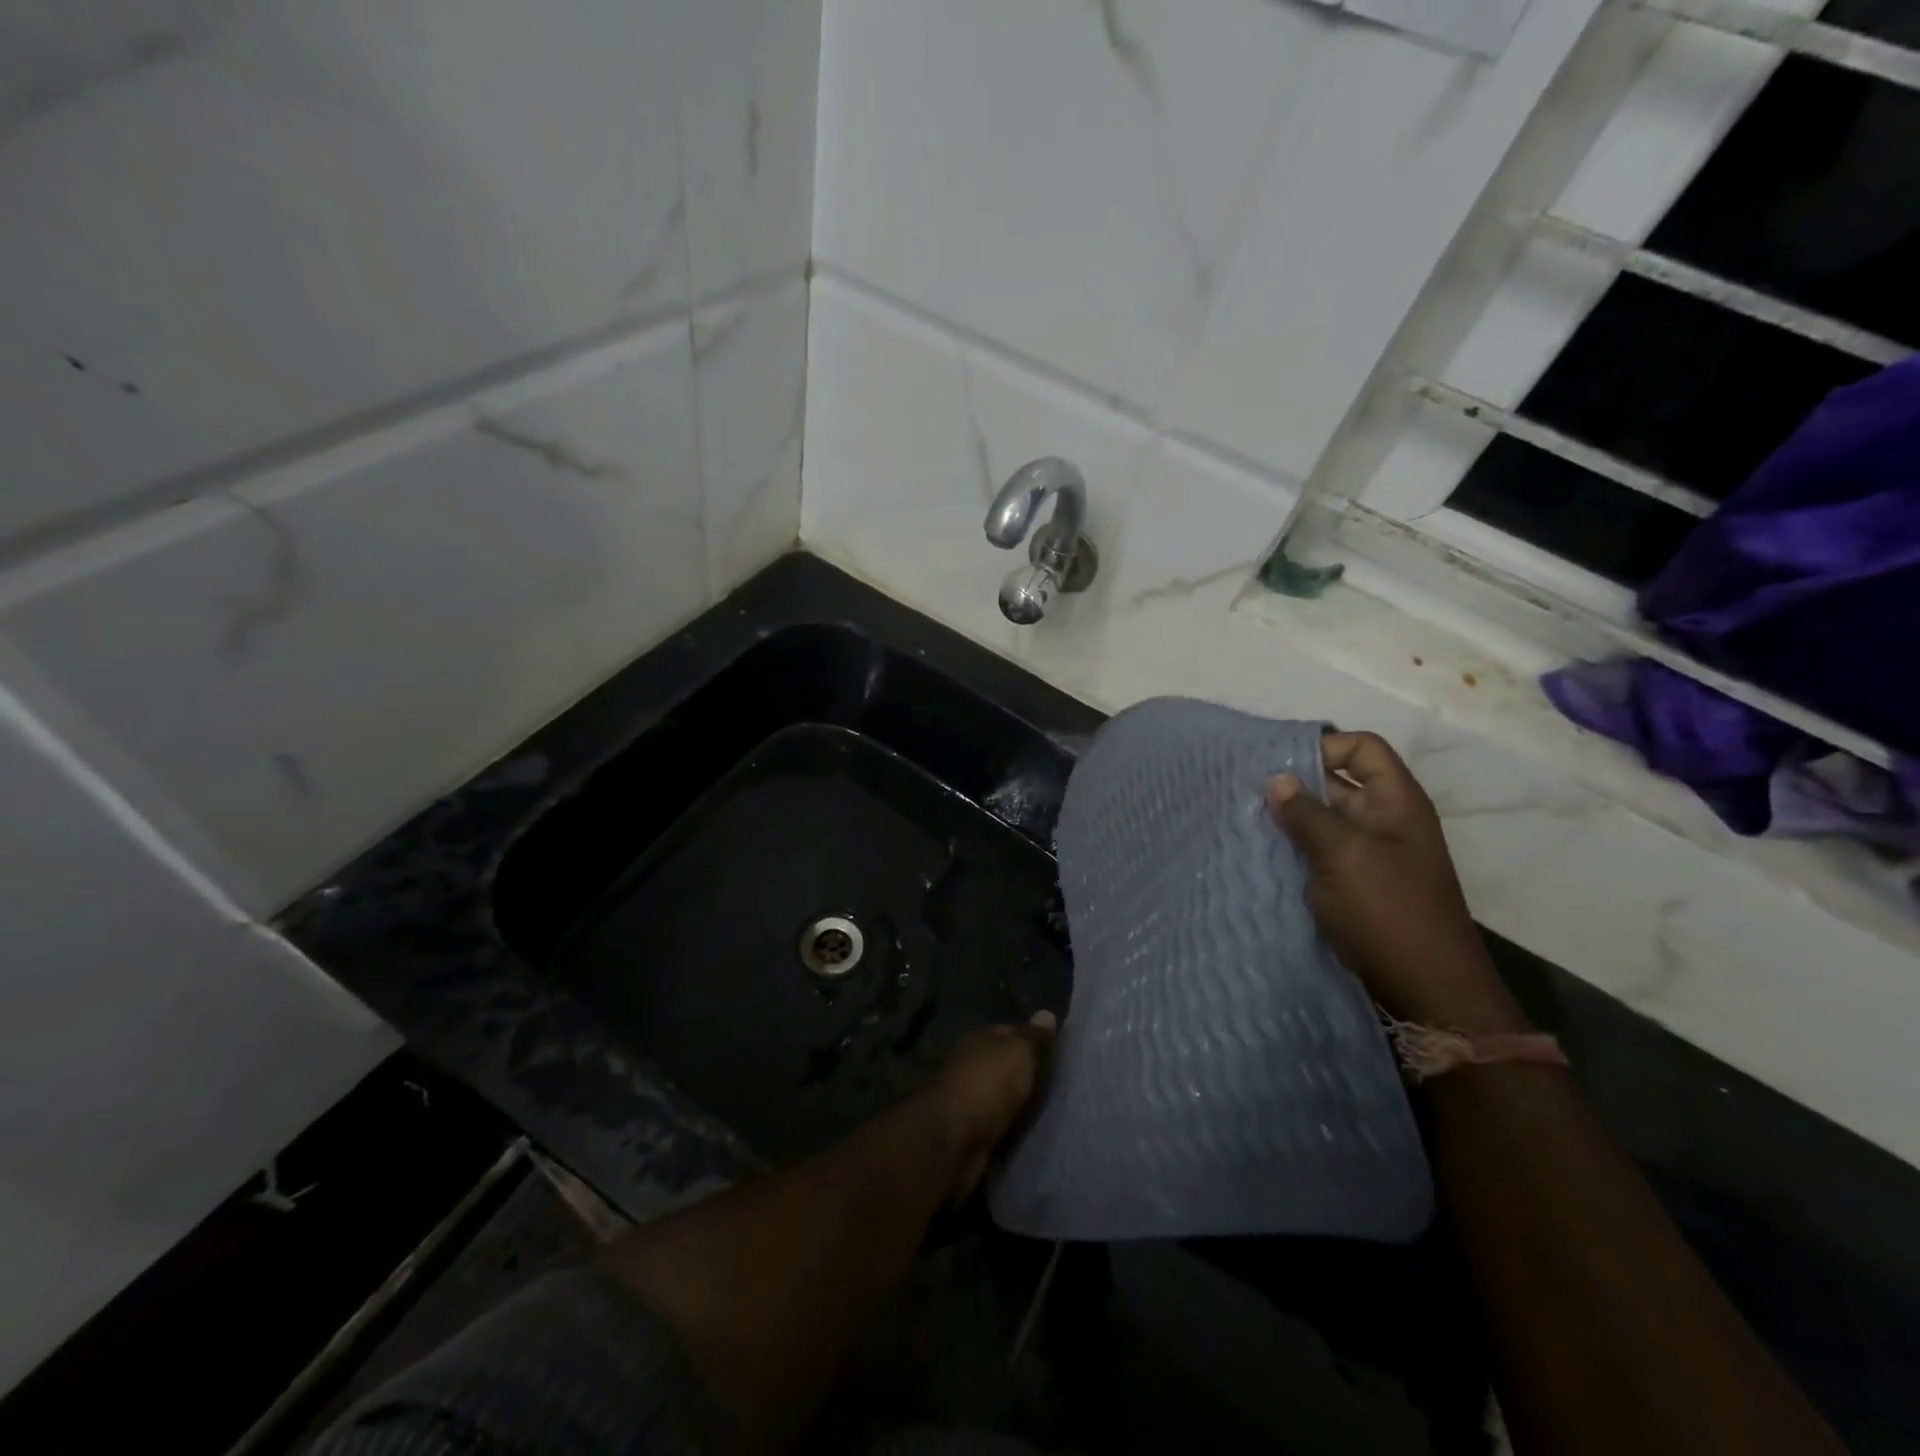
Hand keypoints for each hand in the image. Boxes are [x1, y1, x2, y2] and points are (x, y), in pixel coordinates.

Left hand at [924, 1012, 1056, 1197]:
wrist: (952, 1139)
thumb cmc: (988, 1085)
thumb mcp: (1018, 1053)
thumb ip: (1033, 1037)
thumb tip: (1046, 1013)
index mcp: (980, 1039)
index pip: (1010, 1032)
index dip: (1032, 1040)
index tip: (1057, 1054)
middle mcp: (971, 1064)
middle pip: (1005, 1066)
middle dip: (1027, 1075)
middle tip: (1060, 1087)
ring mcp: (968, 1099)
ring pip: (1002, 1097)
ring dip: (1020, 1104)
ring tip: (1052, 1113)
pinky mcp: (968, 1131)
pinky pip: (998, 1125)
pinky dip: (1011, 1128)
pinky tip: (1031, 1134)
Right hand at [1268, 732, 1524, 1031]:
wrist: (1425, 989)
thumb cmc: (1388, 910)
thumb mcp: (1343, 854)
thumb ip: (1306, 814)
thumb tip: (1275, 779)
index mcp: (1395, 801)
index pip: (1362, 749)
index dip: (1323, 747)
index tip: (1278, 764)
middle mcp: (1383, 819)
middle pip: (1337, 782)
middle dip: (1294, 783)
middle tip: (1244, 789)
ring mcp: (1368, 853)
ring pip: (1322, 819)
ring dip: (1289, 818)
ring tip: (1244, 818)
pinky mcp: (1352, 882)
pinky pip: (1318, 851)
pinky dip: (1292, 848)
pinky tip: (1259, 851)